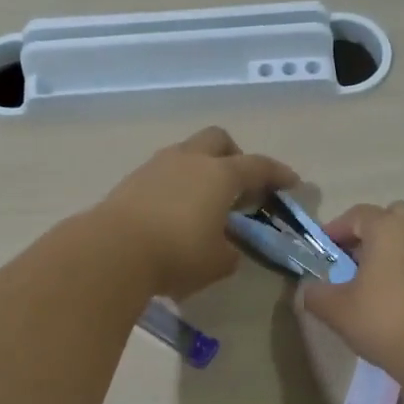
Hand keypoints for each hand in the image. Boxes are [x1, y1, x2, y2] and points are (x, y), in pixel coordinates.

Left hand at [96, 127, 297, 300]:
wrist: (112, 250)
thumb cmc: (177, 254)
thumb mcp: (217, 263)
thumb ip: (230, 252)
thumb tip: (226, 248)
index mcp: (220, 175)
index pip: (258, 166)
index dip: (278, 174)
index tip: (291, 182)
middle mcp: (190, 160)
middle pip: (218, 140)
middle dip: (234, 155)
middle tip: (240, 183)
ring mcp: (157, 166)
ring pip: (187, 153)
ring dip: (201, 170)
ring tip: (204, 201)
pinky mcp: (132, 181)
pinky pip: (164, 173)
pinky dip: (176, 185)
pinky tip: (175, 211)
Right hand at [301, 201, 403, 382]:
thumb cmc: (387, 322)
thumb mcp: (337, 312)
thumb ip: (316, 295)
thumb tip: (307, 291)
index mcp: (388, 227)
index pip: (357, 215)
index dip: (336, 230)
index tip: (324, 251)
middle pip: (392, 218)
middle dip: (371, 234)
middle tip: (354, 263)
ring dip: (396, 252)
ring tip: (380, 284)